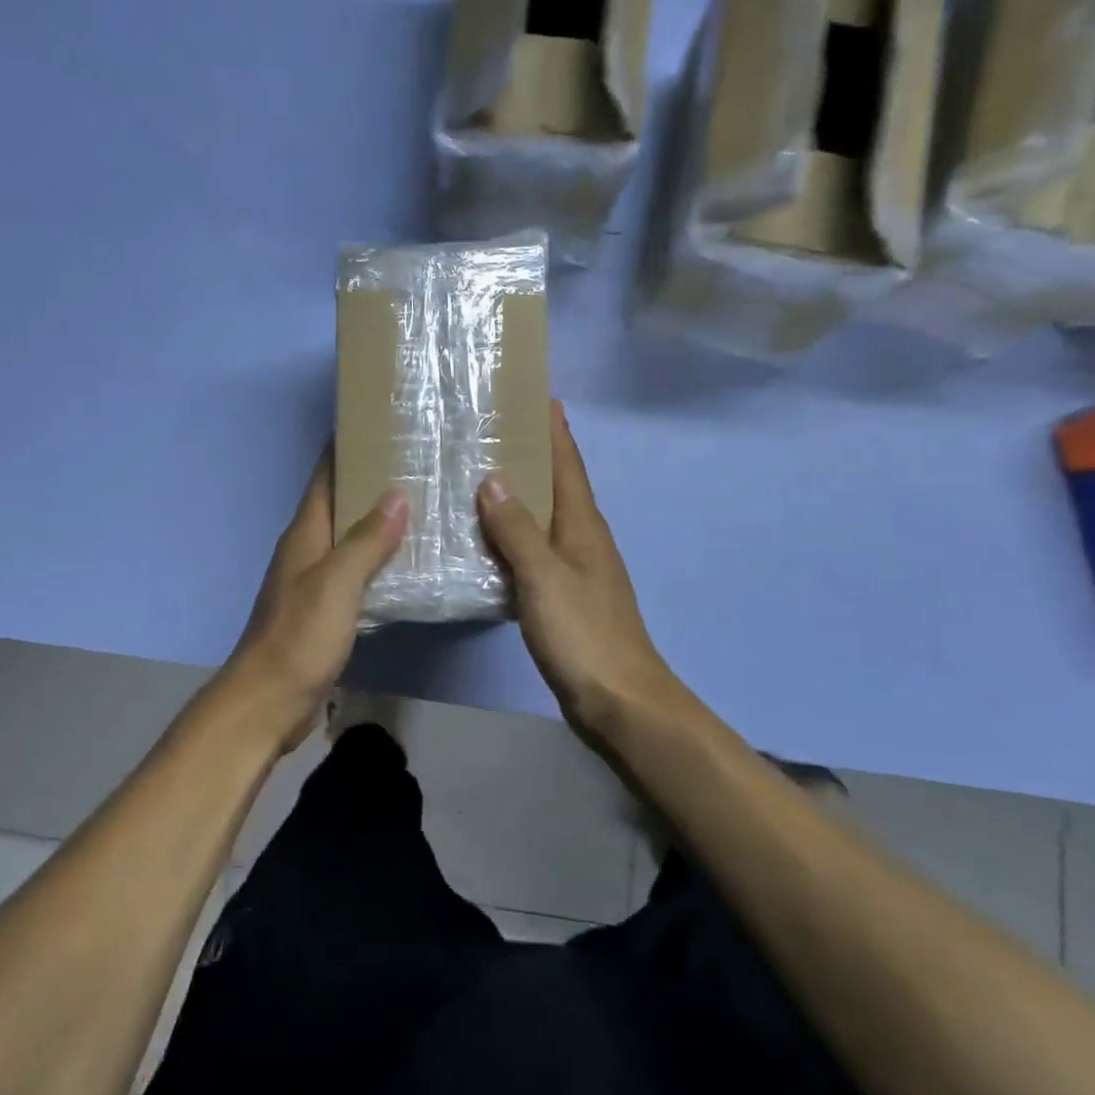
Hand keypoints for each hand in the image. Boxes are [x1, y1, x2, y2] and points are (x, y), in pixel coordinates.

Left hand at [226, 454, 406, 748]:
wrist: (270, 701)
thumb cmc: (300, 636)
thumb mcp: (336, 584)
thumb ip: (367, 540)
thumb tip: (396, 494)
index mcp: (305, 534)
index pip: (324, 477)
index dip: (345, 448)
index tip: (378, 424)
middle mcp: (307, 550)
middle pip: (339, 504)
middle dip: (371, 482)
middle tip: (417, 464)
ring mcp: (314, 581)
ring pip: (349, 539)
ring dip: (377, 523)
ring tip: (422, 506)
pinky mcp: (324, 611)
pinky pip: (356, 573)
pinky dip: (379, 561)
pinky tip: (408, 563)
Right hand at [477, 402, 687, 736]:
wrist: (619, 701)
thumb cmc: (584, 633)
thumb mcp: (544, 576)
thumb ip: (517, 529)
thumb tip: (493, 478)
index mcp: (583, 525)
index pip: (568, 463)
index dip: (553, 428)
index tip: (535, 394)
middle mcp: (582, 538)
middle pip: (555, 485)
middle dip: (529, 455)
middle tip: (488, 431)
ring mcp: (574, 569)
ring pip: (541, 519)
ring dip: (516, 496)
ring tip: (475, 477)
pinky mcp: (563, 596)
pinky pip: (532, 552)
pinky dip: (510, 537)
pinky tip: (483, 541)